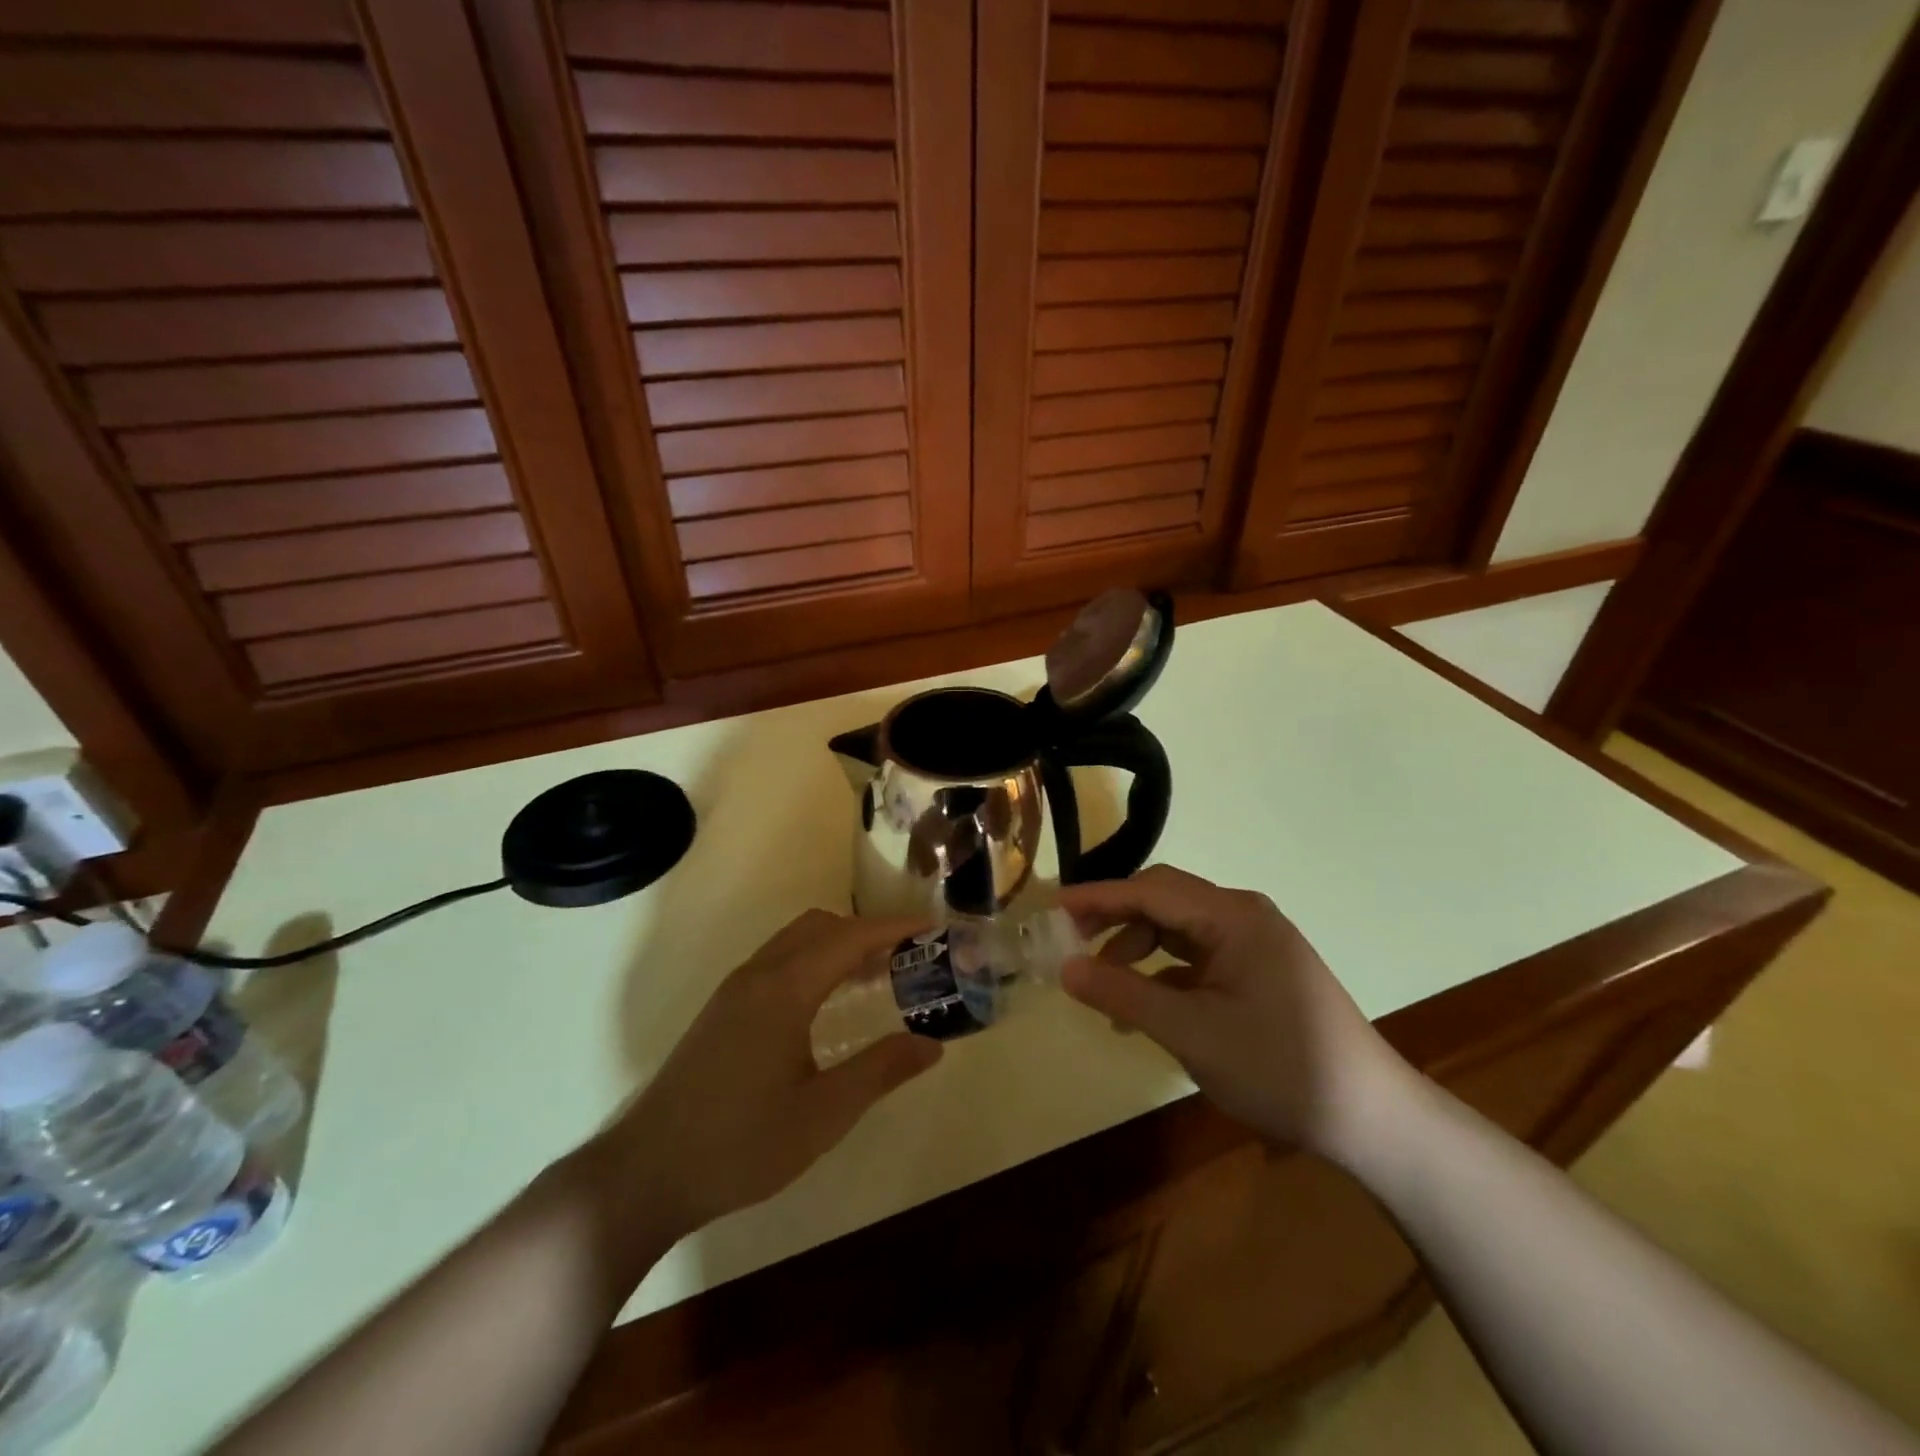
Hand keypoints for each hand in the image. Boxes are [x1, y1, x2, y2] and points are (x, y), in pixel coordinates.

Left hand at [593, 910, 941, 1238]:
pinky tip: (828, 1002)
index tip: (932, 929)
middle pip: (821, 927)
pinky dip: (814, 960)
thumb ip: (880, 1071)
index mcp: (784, 990)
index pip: (849, 938)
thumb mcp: (823, 1115)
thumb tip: (933, 1044)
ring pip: (796, 941)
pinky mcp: (723, 1008)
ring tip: (877, 976)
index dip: (893, 929)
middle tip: (908, 958)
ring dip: (838, 945)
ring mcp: (734, 989)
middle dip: (867, 932)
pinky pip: (779, 960)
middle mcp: (757, 975)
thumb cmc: (740, 1145)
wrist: (646, 1173)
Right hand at [1057, 866, 1409, 1155]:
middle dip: (1115, 918)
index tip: (1051, 908)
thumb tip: (1065, 968)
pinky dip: (1165, 971)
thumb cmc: (1278, 1067)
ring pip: (1179, 928)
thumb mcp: (1190, 1031)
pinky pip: (1199, 955)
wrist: (1371, 1119)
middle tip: (1071, 942)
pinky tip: (1145, 1004)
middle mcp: (1244, 916)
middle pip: (1164, 901)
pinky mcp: (1260, 971)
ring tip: (1105, 988)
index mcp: (1232, 917)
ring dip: (1138, 948)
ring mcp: (1255, 943)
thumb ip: (1123, 993)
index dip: (1097, 897)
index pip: (1150, 891)